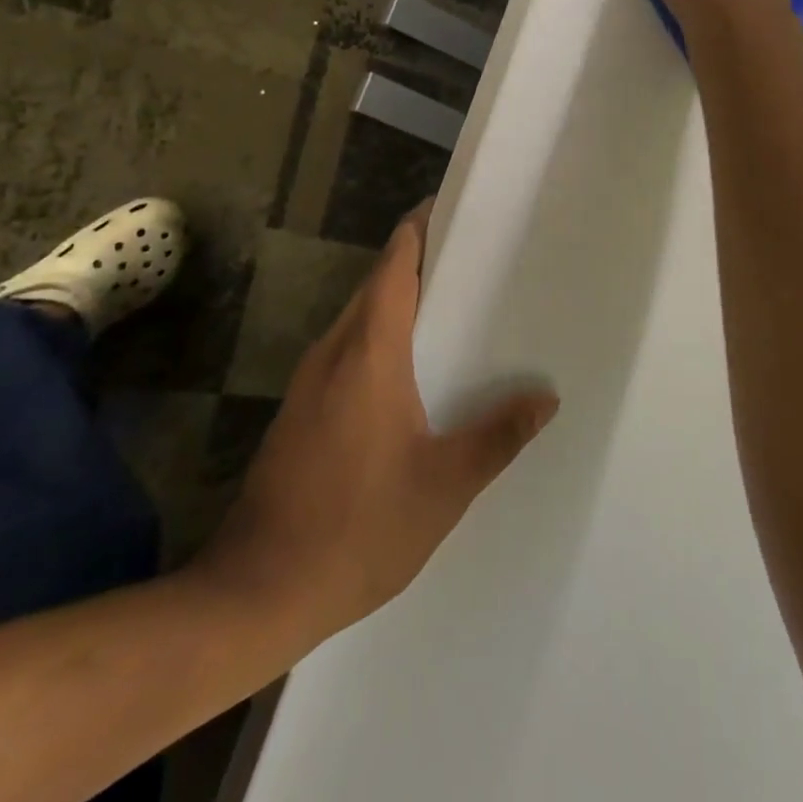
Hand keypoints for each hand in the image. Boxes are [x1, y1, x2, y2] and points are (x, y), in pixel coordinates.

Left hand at [186, 205, 558, 646]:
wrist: (256, 593)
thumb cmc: (357, 530)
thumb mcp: (444, 486)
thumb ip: (498, 436)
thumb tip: (546, 397)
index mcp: (368, 353)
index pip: (394, 266)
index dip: (420, 228)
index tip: (456, 208)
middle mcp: (334, 353)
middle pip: (377, 283)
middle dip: (420, 259)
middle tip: (478, 256)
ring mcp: (311, 382)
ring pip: (361, 316)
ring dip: (402, 299)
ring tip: (458, 304)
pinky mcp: (302, 410)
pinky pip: (350, 349)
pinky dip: (384, 335)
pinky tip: (417, 367)